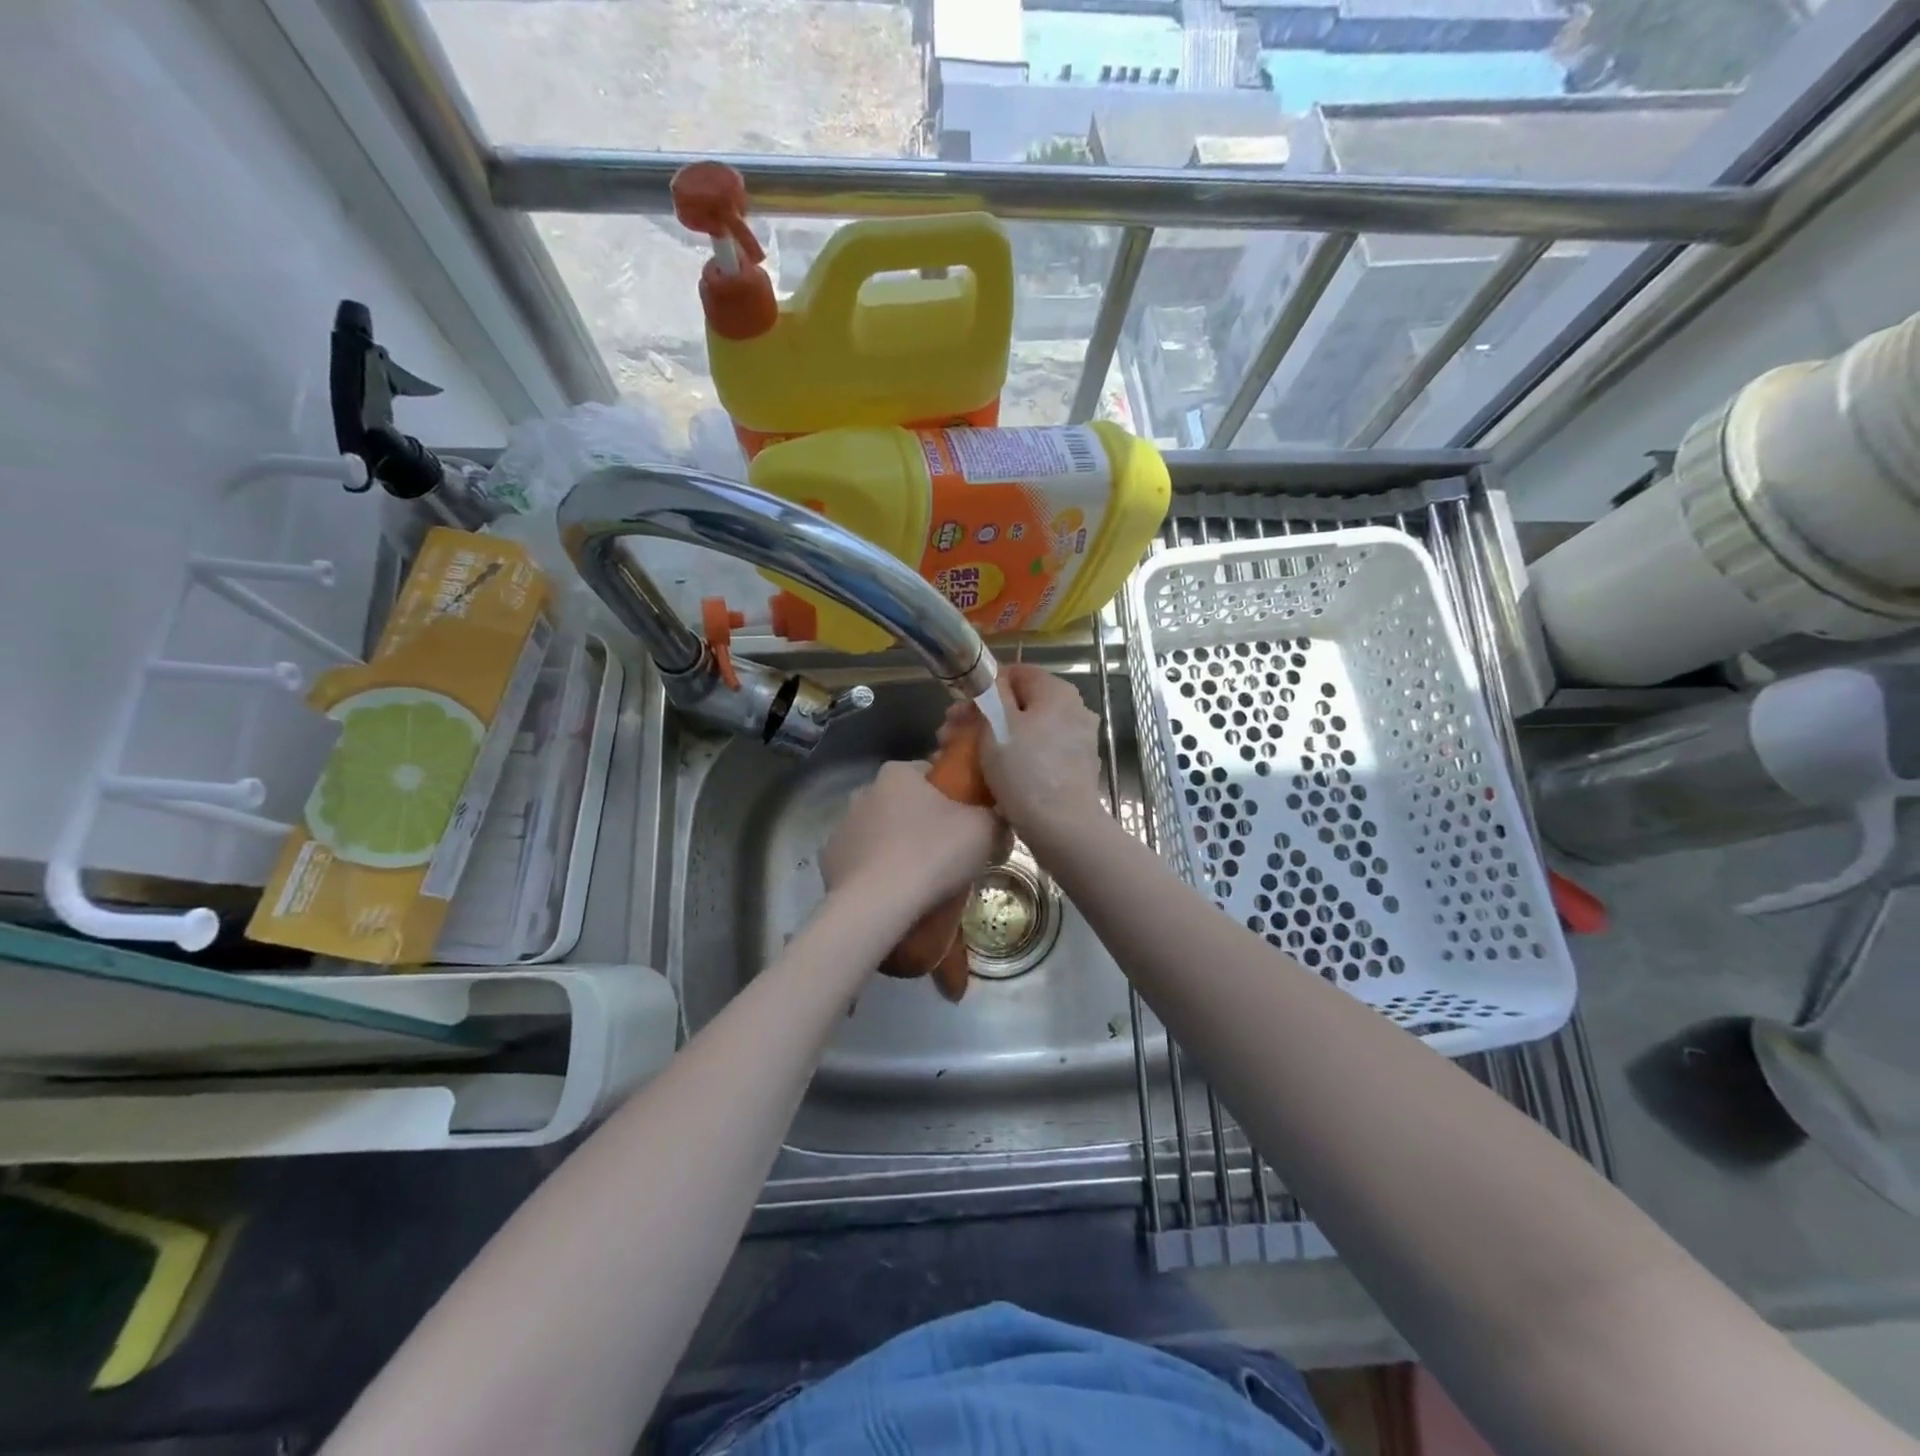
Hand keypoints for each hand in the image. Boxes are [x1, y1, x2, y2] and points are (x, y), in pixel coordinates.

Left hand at [823, 760, 1002, 918]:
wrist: (877, 905)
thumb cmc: (933, 854)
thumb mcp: (984, 830)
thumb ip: (996, 816)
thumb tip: (998, 820)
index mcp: (898, 773)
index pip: (931, 773)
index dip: (953, 794)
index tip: (967, 820)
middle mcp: (864, 791)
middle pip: (903, 802)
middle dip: (923, 821)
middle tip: (948, 852)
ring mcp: (842, 826)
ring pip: (880, 831)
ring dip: (897, 845)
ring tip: (920, 878)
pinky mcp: (829, 860)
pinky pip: (862, 860)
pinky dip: (876, 871)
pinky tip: (893, 892)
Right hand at [940, 664, 1103, 843]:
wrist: (1062, 827)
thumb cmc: (1025, 769)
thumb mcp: (998, 723)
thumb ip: (992, 693)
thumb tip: (992, 680)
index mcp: (1058, 692)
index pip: (1016, 672)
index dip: (984, 687)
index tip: (959, 709)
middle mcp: (1073, 710)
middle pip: (1019, 704)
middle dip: (982, 717)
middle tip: (949, 736)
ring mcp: (1076, 741)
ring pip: (1026, 731)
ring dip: (992, 739)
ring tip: (961, 759)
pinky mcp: (1072, 769)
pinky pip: (1036, 753)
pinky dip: (1013, 758)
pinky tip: (989, 775)